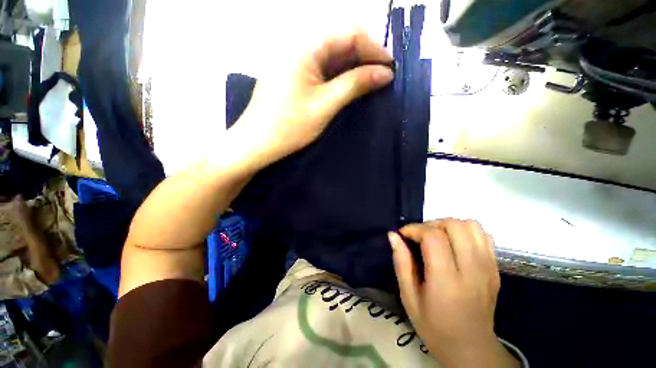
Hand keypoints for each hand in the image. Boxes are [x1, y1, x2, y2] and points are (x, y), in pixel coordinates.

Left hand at [234, 28, 394, 166]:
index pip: (349, 32)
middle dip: (364, 55)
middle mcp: (299, 45)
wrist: (257, 143)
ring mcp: (295, 59)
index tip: (390, 68)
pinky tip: (349, 85)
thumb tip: (385, 73)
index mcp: (305, 46)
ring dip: (353, 65)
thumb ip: (355, 84)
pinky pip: (321, 66)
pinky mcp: (294, 74)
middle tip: (381, 76)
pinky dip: (338, 74)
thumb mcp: (326, 105)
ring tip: (370, 82)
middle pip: (340, 39)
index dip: (373, 47)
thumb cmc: (289, 126)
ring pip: (332, 54)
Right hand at [388, 219, 518, 367]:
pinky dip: (466, 231)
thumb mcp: (409, 297)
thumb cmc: (434, 325)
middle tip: (420, 236)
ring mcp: (488, 268)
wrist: (471, 348)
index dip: (415, 229)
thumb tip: (393, 235)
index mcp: (447, 281)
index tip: (404, 235)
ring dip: (449, 226)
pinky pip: (483, 235)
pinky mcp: (495, 268)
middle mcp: (472, 270)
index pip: (434, 238)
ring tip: (437, 238)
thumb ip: (401, 262)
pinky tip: (454, 244)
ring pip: (471, 226)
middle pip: (454, 226)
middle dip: (432, 224)